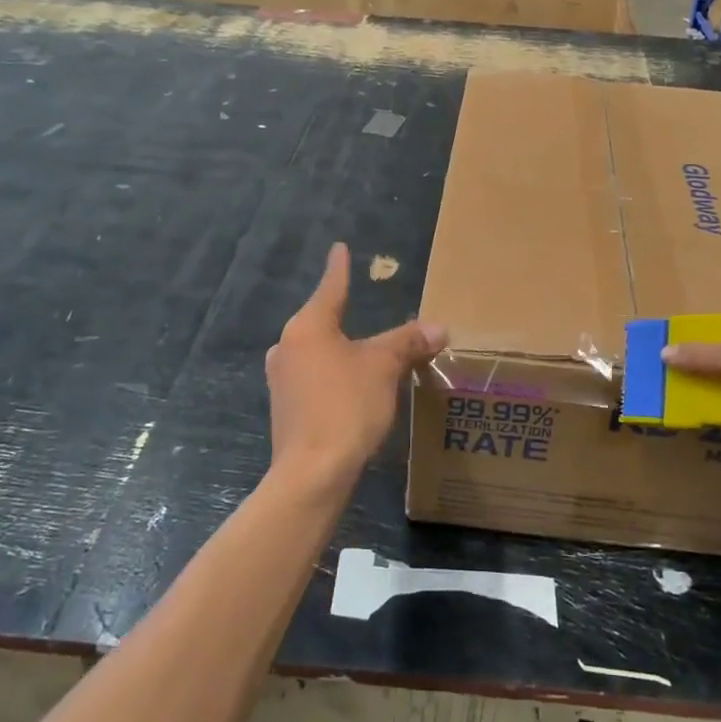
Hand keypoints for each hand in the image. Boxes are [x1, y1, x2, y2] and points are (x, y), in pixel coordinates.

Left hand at [265, 243, 446, 490]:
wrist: (312, 473)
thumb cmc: (347, 406)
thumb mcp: (384, 368)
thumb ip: (409, 342)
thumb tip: (439, 327)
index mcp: (308, 327)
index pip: (331, 288)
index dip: (339, 268)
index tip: (339, 248)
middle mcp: (287, 346)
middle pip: (322, 320)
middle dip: (344, 314)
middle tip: (362, 302)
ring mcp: (281, 378)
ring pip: (318, 351)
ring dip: (341, 348)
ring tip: (363, 349)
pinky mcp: (285, 407)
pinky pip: (313, 376)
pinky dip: (334, 373)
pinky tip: (350, 386)